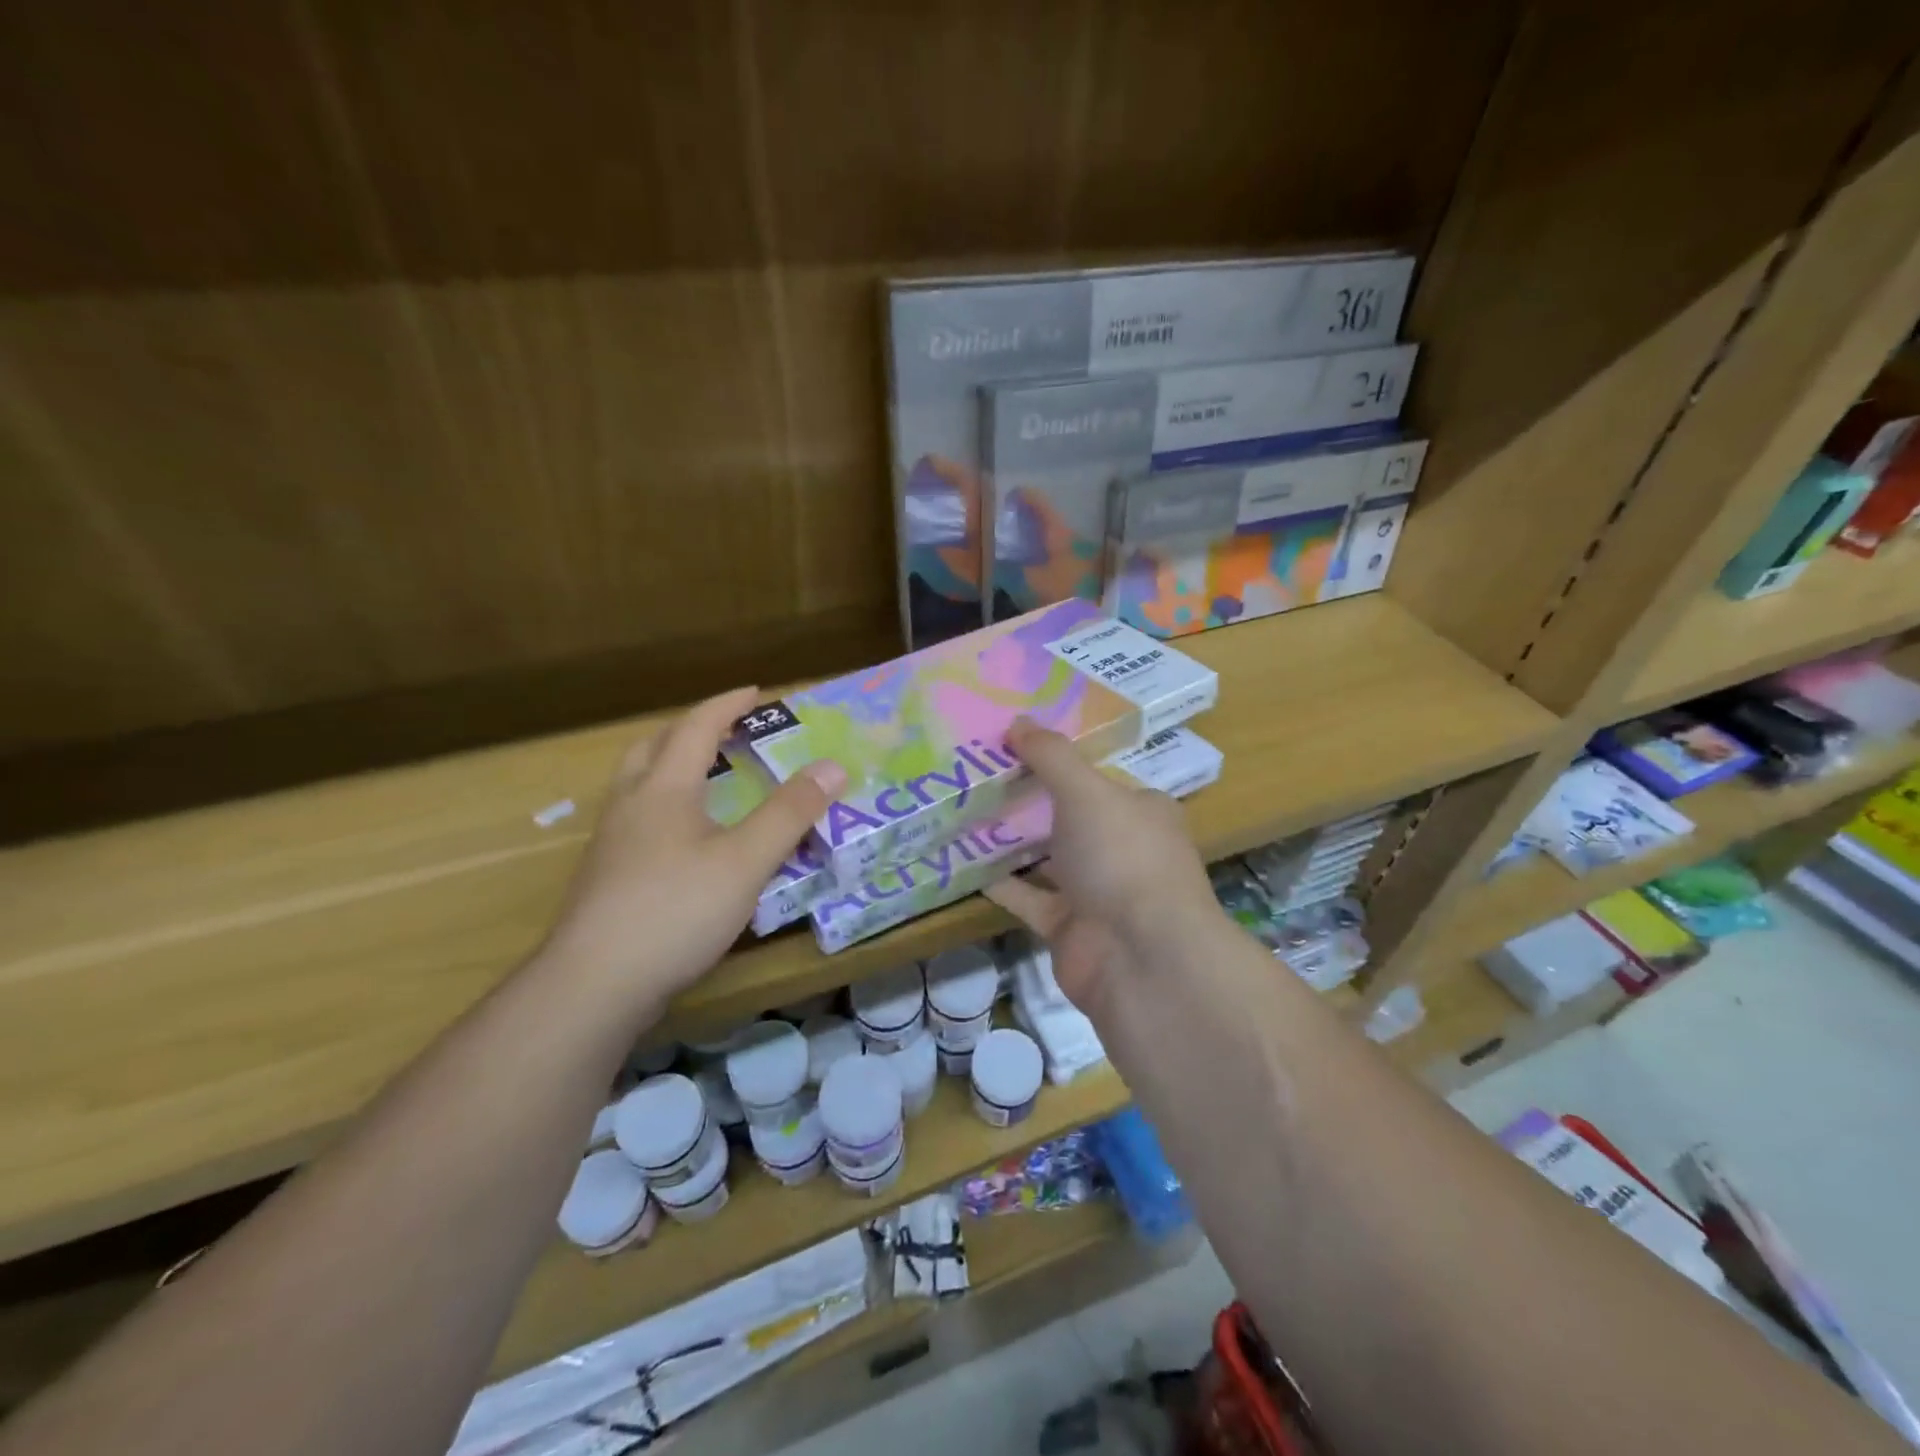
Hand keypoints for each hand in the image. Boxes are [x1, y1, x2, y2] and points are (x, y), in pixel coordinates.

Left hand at [540, 686, 845, 1003]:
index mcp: (663, 789)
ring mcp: (611, 844)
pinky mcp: (605, 879)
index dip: (727, 705)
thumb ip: (789, 813)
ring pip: (639, 785)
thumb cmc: (675, 911)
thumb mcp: (746, 861)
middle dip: (691, 730)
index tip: (757, 692)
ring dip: (671, 767)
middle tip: (726, 734)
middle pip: (654, 748)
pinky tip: (685, 842)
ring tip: (707, 781)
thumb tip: (832, 766)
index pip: (696, 728)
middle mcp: (630, 806)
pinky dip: (665, 808)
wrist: (592, 985)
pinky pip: (637, 821)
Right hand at [986, 719, 1217, 1011]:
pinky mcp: (1067, 926)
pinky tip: (960, 861)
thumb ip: (1051, 756)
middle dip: (1027, 797)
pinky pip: (1026, 897)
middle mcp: (1121, 849)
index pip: (1097, 777)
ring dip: (1009, 839)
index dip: (1058, 759)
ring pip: (1045, 857)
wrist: (1139, 958)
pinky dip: (998, 883)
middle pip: (1068, 816)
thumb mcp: (1087, 792)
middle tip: (975, 772)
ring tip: (960, 809)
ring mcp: (1095, 891)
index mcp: (1140, 811)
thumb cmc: (1122, 857)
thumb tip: (1018, 721)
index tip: (1013, 743)